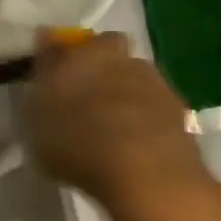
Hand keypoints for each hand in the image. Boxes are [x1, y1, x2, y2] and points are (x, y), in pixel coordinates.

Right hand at [26, 31, 220, 220]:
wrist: (149, 180)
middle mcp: (126, 58)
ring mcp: (159, 87)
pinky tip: (133, 149)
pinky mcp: (183, 119)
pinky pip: (154, 113)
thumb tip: (46, 43)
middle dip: (99, 71)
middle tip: (84, 100)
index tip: (54, 74)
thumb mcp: (37, 112)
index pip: (71, 40)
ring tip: (109, 129)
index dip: (63, 55)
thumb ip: (42, 75)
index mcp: (88, 50)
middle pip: (110, 56)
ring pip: (135, 82)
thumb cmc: (80, 139)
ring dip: (124, 97)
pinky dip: (145, 124)